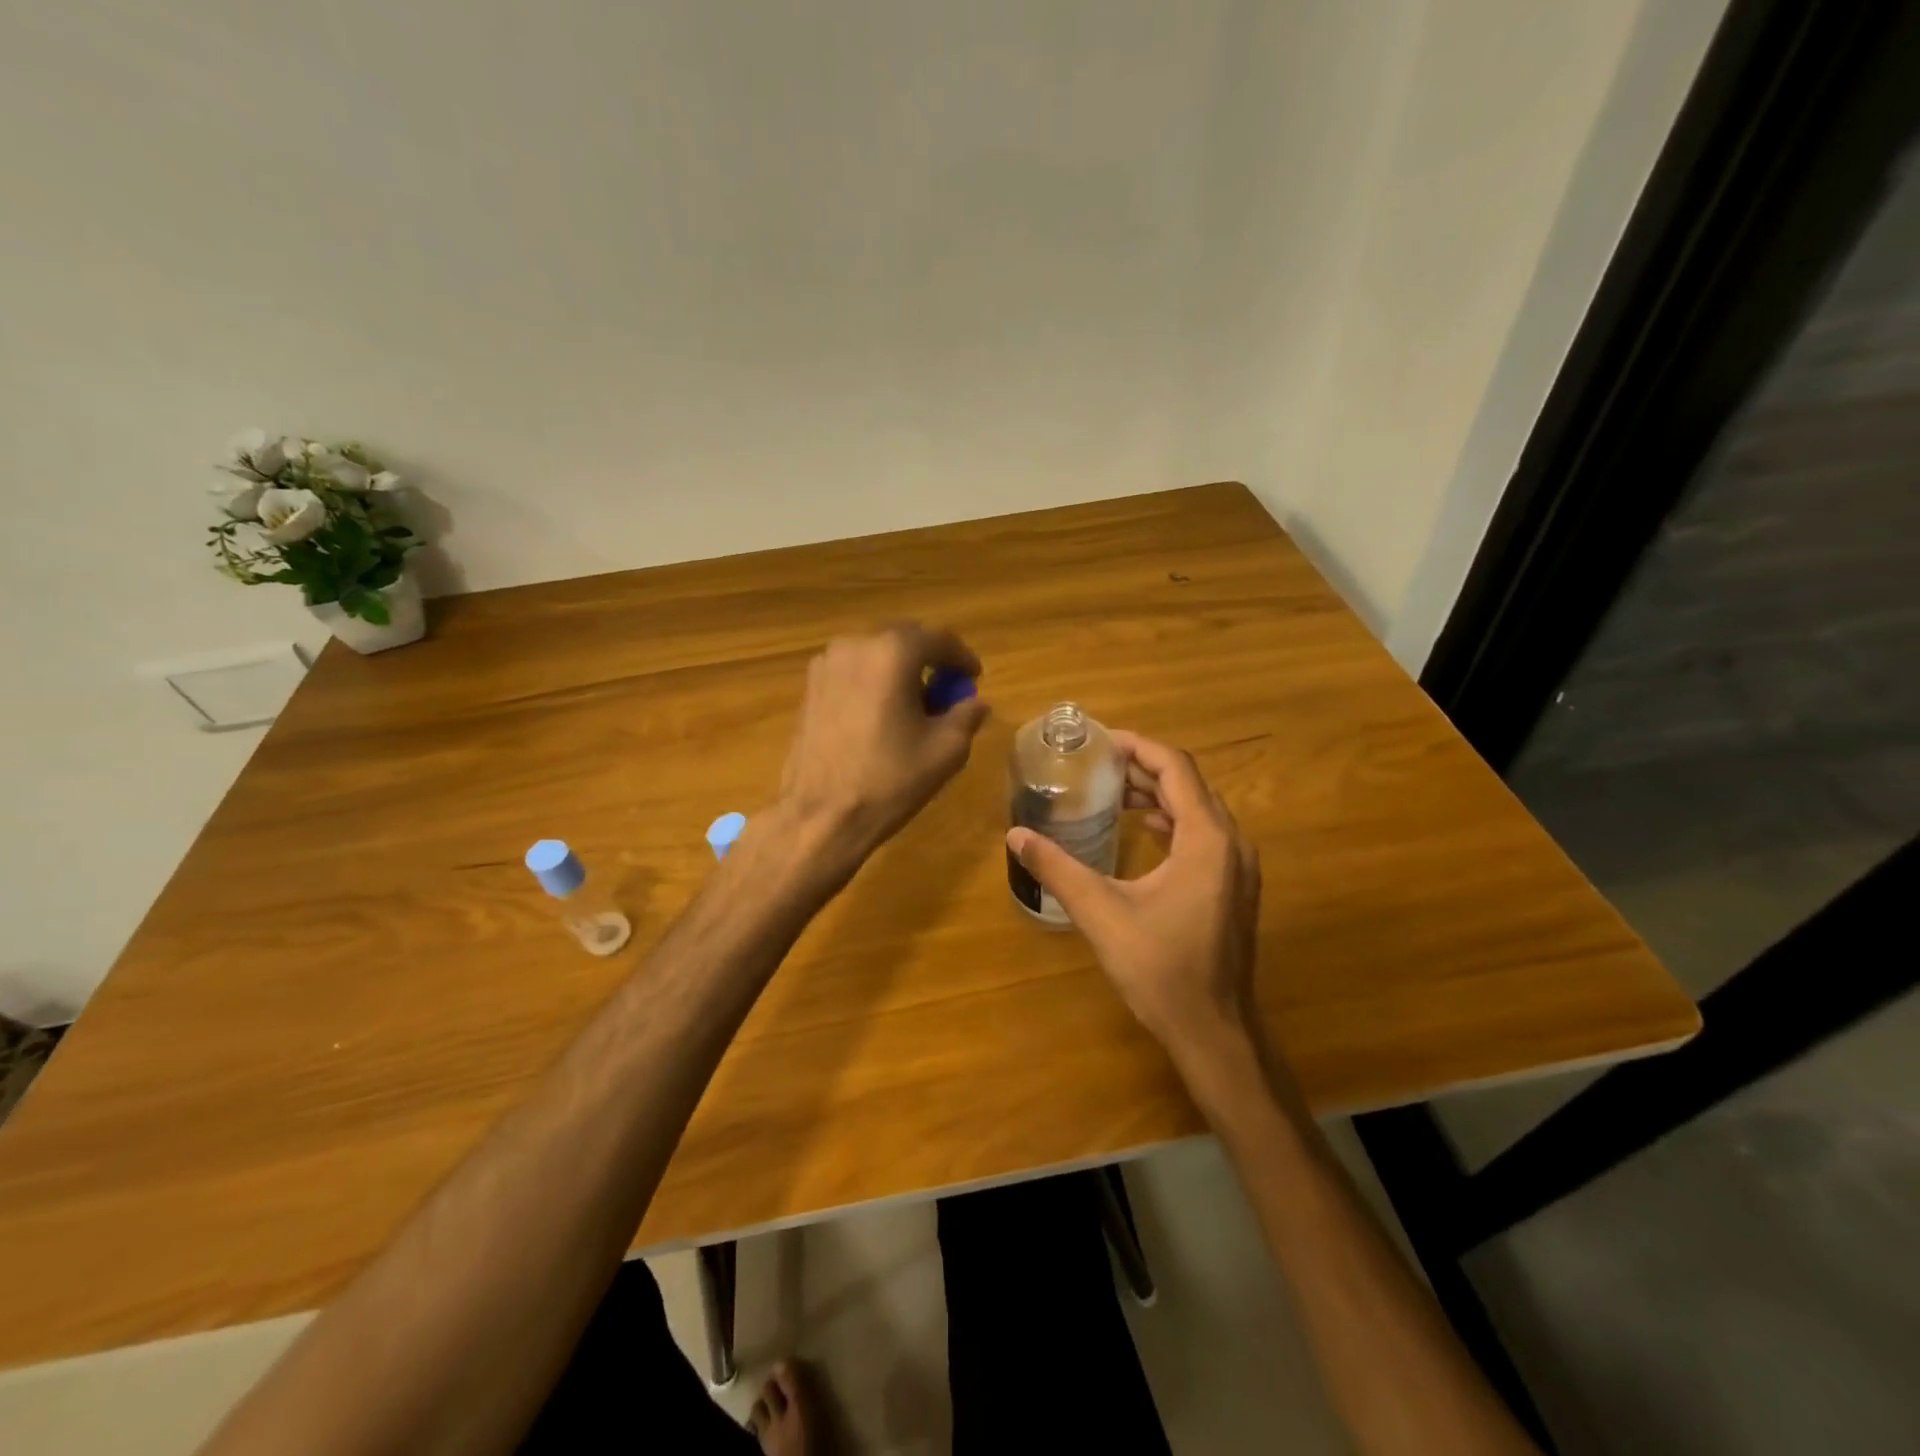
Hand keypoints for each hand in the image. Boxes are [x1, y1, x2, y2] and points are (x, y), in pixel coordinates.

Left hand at [778, 624, 990, 864]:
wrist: (821, 815)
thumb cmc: (889, 780)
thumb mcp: (946, 750)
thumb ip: (966, 715)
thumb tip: (975, 703)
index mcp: (893, 653)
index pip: (939, 639)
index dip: (962, 657)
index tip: (974, 678)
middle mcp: (855, 645)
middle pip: (903, 639)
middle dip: (929, 659)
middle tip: (947, 689)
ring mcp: (826, 664)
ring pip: (875, 653)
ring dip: (898, 669)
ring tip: (913, 704)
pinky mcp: (809, 687)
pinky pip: (852, 671)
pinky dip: (873, 681)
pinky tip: (881, 713)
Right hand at [1006, 731, 1260, 1064]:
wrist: (1212, 1030)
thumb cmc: (1160, 969)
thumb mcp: (1101, 913)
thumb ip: (1057, 869)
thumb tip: (1015, 834)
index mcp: (1206, 839)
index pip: (1175, 768)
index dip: (1138, 747)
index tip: (1101, 740)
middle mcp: (1231, 843)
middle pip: (1189, 784)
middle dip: (1144, 768)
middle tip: (1099, 764)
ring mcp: (1238, 866)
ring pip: (1199, 809)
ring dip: (1159, 794)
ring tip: (1114, 790)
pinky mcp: (1234, 886)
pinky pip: (1204, 833)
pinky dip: (1173, 819)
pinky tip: (1144, 828)